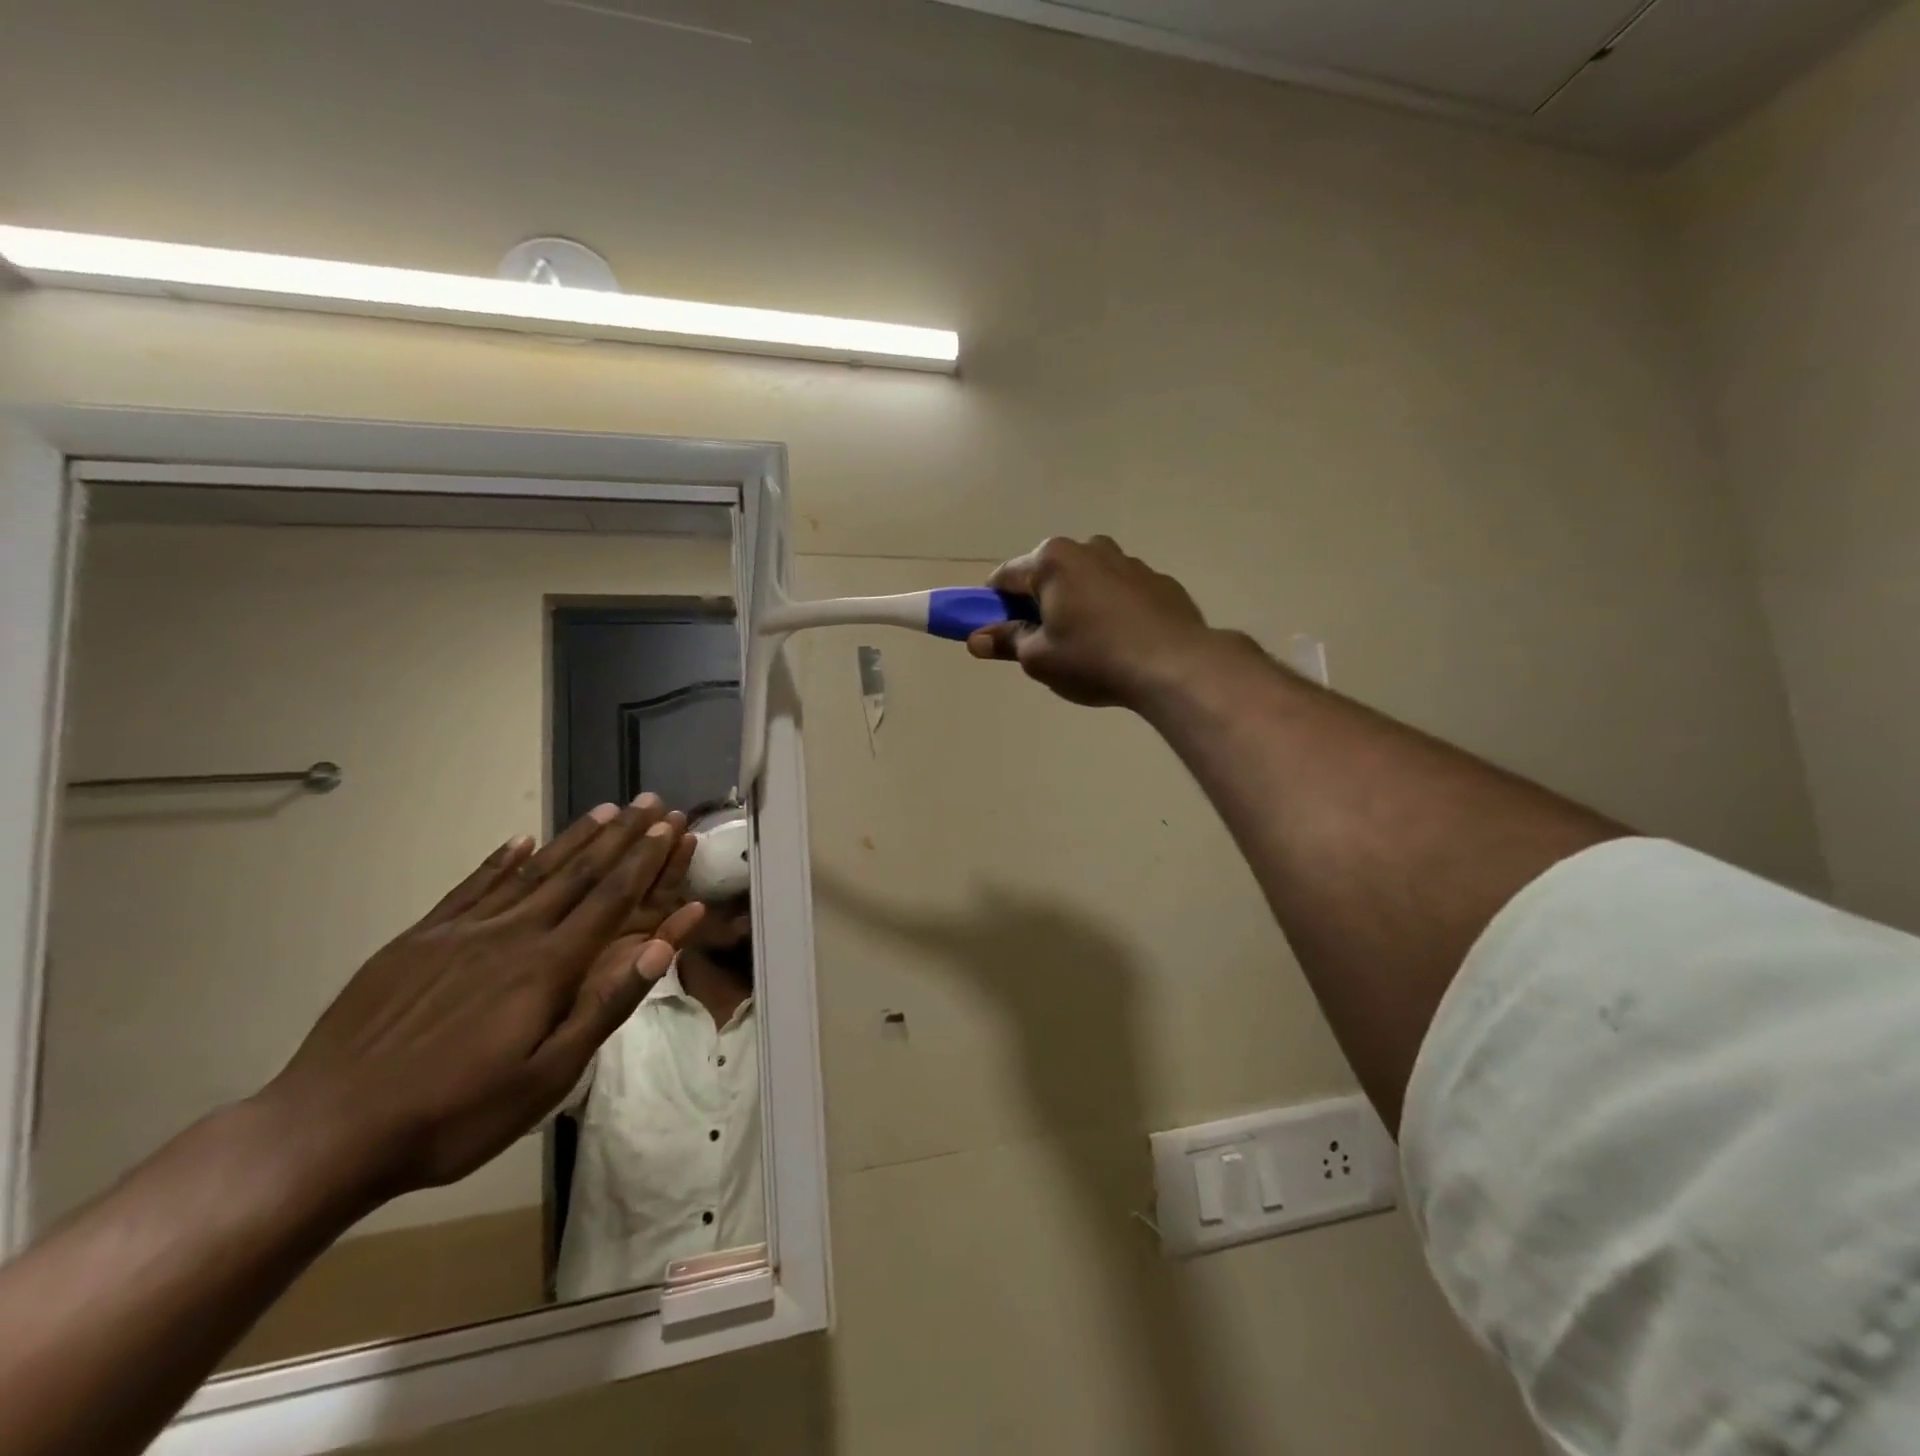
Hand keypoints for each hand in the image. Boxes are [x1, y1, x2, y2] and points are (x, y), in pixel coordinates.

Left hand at [255, 796, 705, 1207]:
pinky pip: (470, 888)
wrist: (325, 1133)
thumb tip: (661, 947)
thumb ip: (606, 1005)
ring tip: (605, 809)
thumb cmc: (455, 1115)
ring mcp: (459, 933)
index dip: (644, 860)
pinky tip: (518, 841)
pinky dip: (500, 860)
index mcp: (547, 966)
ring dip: (573, 838)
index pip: (610, 899)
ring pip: (530, 871)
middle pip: (578, 873)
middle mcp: (511, 934)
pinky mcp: (416, 941)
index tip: (669, 826)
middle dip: (621, 835)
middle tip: (650, 802)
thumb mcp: (547, 1077)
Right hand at [967, 536, 1213, 708]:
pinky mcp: (1159, 581)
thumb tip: (976, 639)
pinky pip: (1121, 593)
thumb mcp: (1039, 658)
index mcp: (1052, 560)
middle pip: (1048, 575)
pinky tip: (1121, 644)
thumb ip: (1006, 641)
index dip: (992, 605)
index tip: (996, 631)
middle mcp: (1089, 548)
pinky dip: (1112, 611)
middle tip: (1043, 644)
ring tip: (1087, 646)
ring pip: (1087, 581)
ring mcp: (1129, 562)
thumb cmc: (1093, 659)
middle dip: (1039, 604)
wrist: (1174, 665)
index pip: (1005, 577)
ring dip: (1077, 605)